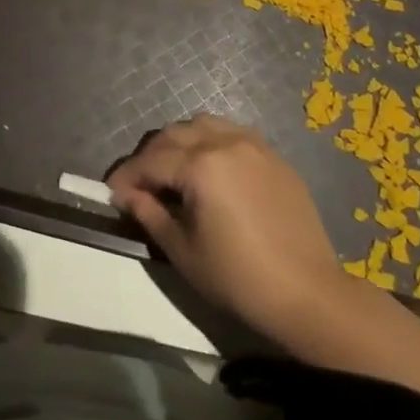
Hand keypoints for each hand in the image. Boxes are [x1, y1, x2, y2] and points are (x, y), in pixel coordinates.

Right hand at [107, 115, 342, 342]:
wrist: (308, 294)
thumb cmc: (238, 278)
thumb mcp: (183, 251)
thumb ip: (149, 214)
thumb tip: (125, 195)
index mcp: (201, 165)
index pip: (150, 161)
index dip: (127, 177)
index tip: (112, 193)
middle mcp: (226, 143)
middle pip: (174, 135)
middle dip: (151, 156)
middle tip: (141, 185)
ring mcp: (254, 145)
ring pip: (204, 125)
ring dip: (181, 142)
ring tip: (175, 172)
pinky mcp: (275, 157)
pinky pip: (233, 135)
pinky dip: (212, 143)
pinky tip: (211, 171)